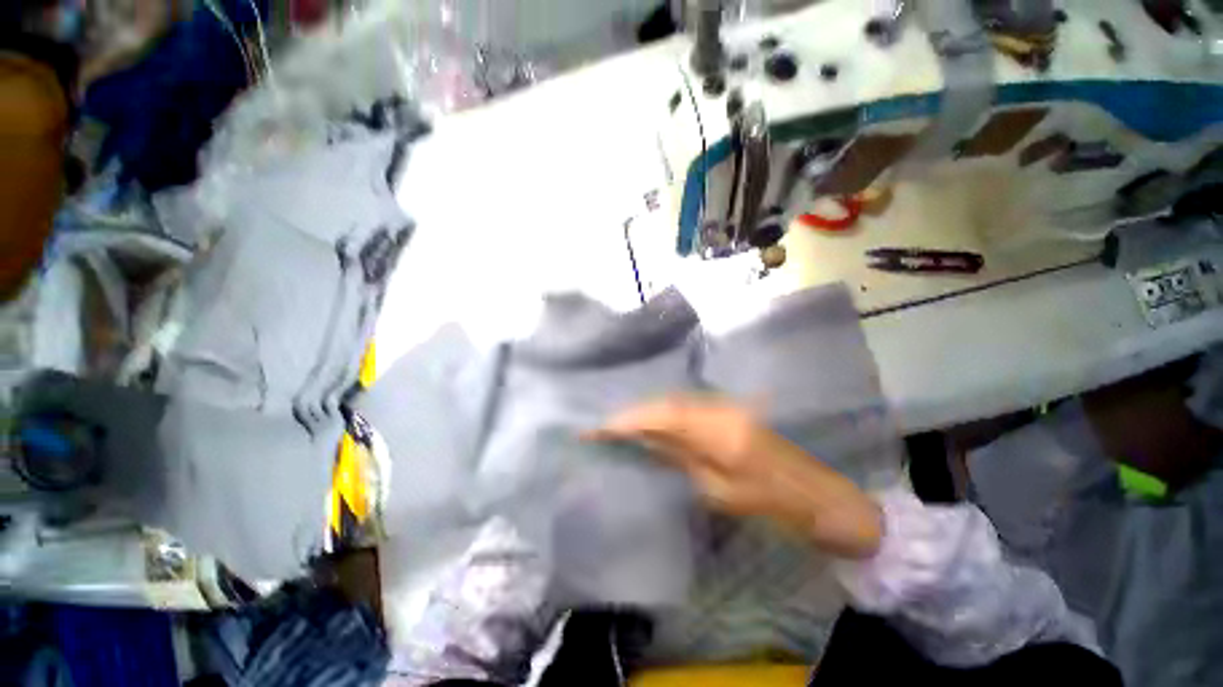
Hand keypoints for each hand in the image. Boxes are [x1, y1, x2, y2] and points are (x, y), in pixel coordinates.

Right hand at [586, 396, 882, 559]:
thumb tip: (647, 440)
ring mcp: (725, 405)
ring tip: (618, 424)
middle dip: (632, 413)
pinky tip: (649, 424)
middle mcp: (720, 409)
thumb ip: (682, 458)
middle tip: (601, 424)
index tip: (600, 426)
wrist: (816, 493)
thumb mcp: (720, 491)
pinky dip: (662, 414)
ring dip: (645, 412)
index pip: (665, 416)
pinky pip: (685, 408)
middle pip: (666, 403)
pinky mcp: (726, 410)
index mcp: (721, 432)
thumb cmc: (772, 504)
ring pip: (674, 402)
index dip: (631, 418)